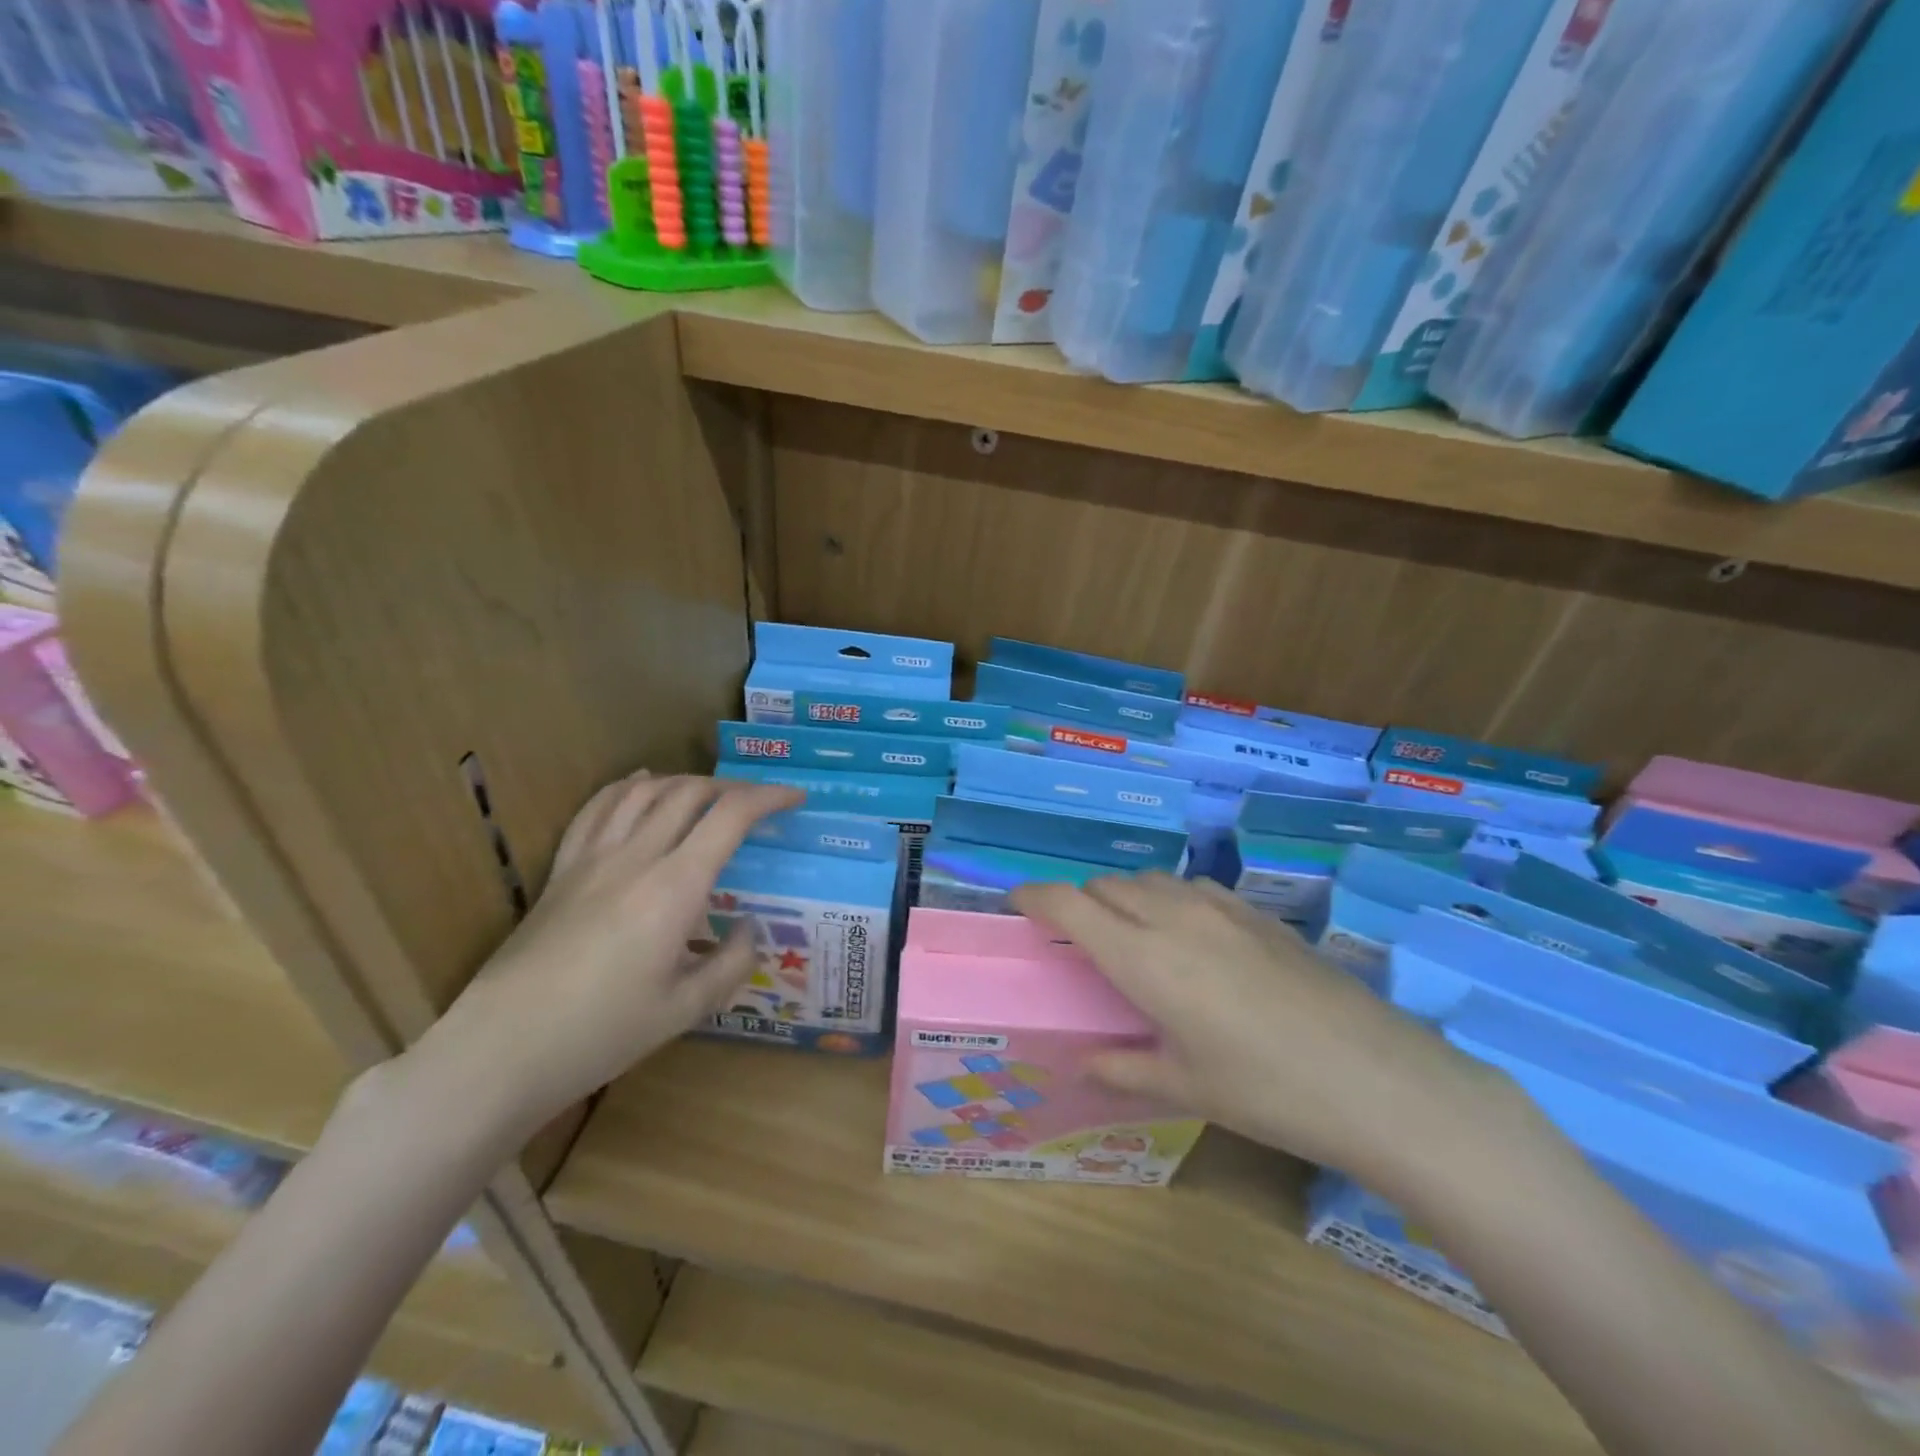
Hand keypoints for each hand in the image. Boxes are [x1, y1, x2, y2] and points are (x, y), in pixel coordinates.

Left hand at [408, 773, 801, 1140]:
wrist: (501, 1050)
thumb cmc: (601, 1033)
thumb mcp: (686, 1009)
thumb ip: (733, 963)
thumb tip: (750, 928)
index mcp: (675, 888)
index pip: (731, 816)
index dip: (770, 797)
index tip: (796, 799)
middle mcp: (636, 857)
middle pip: (690, 792)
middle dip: (733, 788)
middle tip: (758, 805)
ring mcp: (592, 859)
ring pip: (645, 792)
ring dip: (685, 782)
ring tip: (709, 794)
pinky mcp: (562, 871)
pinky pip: (596, 809)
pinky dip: (627, 787)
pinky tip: (639, 785)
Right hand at [1010, 873, 1527, 1201]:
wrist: (1377, 1078)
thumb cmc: (1266, 1091)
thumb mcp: (1185, 1087)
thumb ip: (1122, 1068)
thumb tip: (1083, 1061)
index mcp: (1143, 958)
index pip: (1069, 904)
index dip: (1034, 896)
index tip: (1016, 903)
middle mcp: (1174, 917)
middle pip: (1107, 885)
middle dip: (1081, 901)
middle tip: (1079, 940)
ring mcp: (1220, 908)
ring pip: (1150, 879)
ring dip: (1125, 897)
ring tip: (1132, 936)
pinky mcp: (1257, 912)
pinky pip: (1192, 888)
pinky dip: (1169, 899)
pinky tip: (1189, 939)